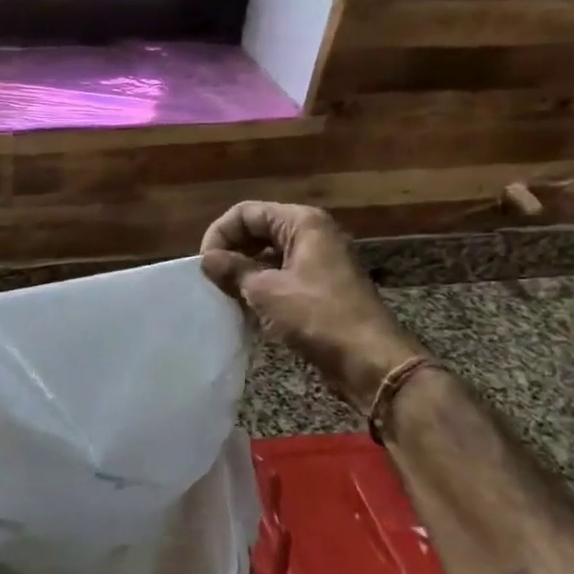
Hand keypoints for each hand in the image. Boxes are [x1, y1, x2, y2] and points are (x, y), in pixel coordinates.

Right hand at [200, 201, 424, 406]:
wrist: (368, 360)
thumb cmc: (316, 316)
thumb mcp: (266, 291)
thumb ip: (233, 270)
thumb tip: (207, 259)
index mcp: (302, 223)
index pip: (247, 213)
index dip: (220, 234)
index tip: (205, 264)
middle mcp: (313, 235)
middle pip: (259, 230)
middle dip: (232, 252)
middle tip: (211, 280)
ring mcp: (319, 262)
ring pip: (269, 256)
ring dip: (244, 273)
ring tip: (225, 295)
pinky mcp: (320, 289)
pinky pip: (282, 278)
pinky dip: (261, 289)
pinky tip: (247, 309)